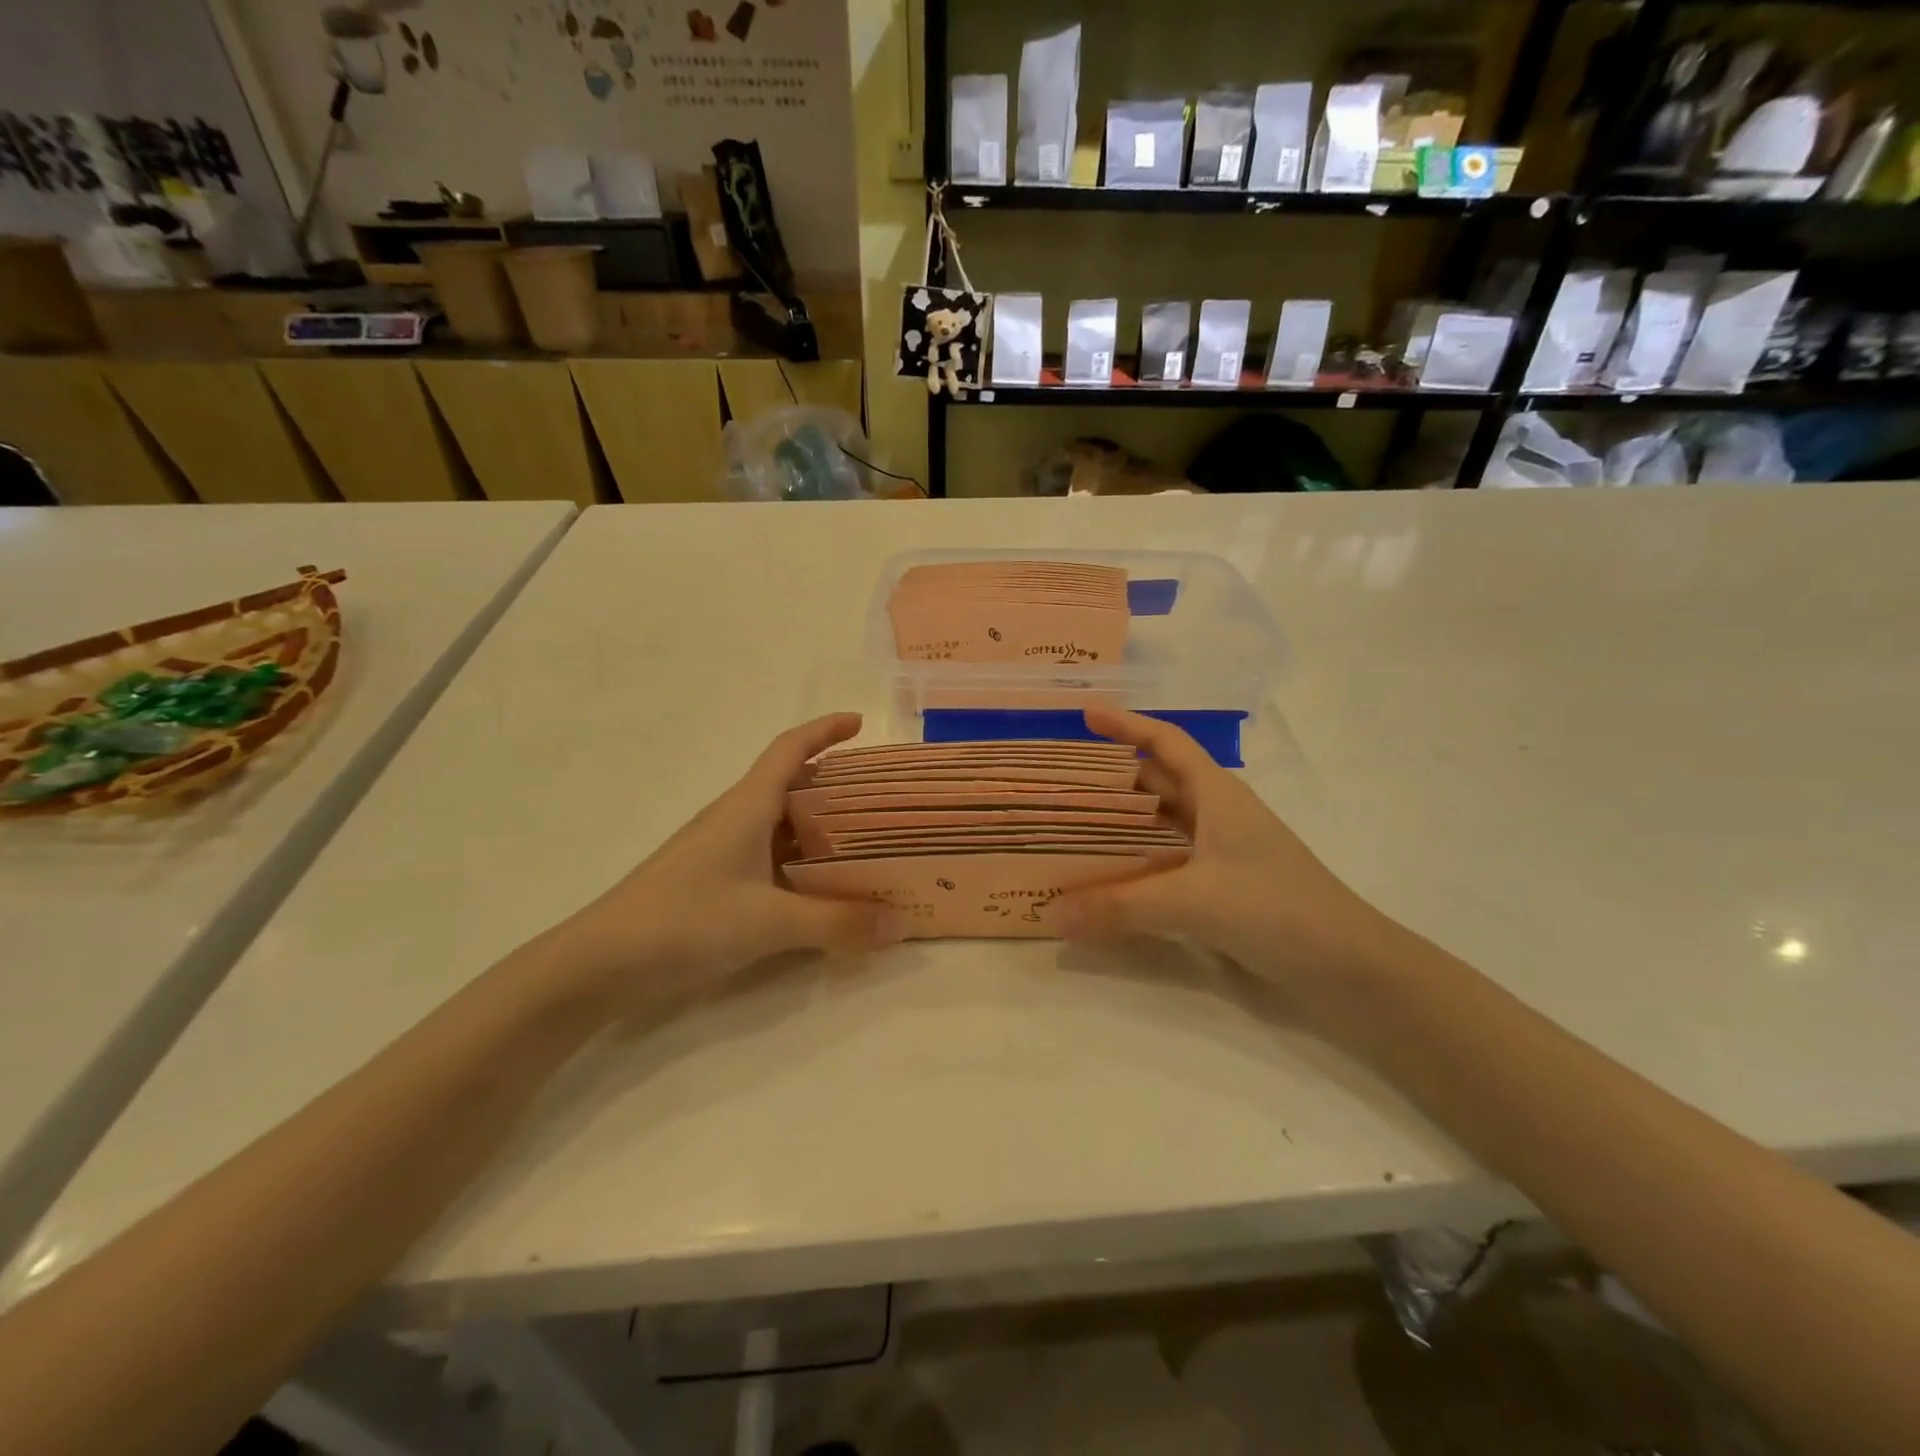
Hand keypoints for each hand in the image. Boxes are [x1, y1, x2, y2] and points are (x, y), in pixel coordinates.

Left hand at [544, 713, 904, 1020]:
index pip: (789, 750)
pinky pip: (772, 860)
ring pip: (783, 826)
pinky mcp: (717, 883)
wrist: (602, 963)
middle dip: (837, 785)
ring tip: (868, 842)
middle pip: (793, 787)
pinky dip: (804, 864)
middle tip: (883, 799)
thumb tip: (902, 922)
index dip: (825, 730)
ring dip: (822, 829)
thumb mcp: (768, 922)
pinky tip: (825, 889)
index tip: (861, 723)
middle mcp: (737, 820)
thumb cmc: (684, 921)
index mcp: (747, 806)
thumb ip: (837, 922)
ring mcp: (724, 852)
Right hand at [1055, 709, 1401, 990]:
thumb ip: (1121, 907)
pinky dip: (1135, 867)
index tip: (1085, 716)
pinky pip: (1165, 865)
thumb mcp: (1195, 900)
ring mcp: (1221, 854)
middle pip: (1156, 784)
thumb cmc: (1278, 909)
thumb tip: (1052, 913)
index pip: (1166, 743)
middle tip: (1061, 783)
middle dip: (1111, 780)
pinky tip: (1106, 882)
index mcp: (1217, 794)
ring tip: (1071, 829)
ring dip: (1121, 826)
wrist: (1350, 967)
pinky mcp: (1222, 889)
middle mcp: (1217, 815)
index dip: (1127, 724)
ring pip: (1159, 827)